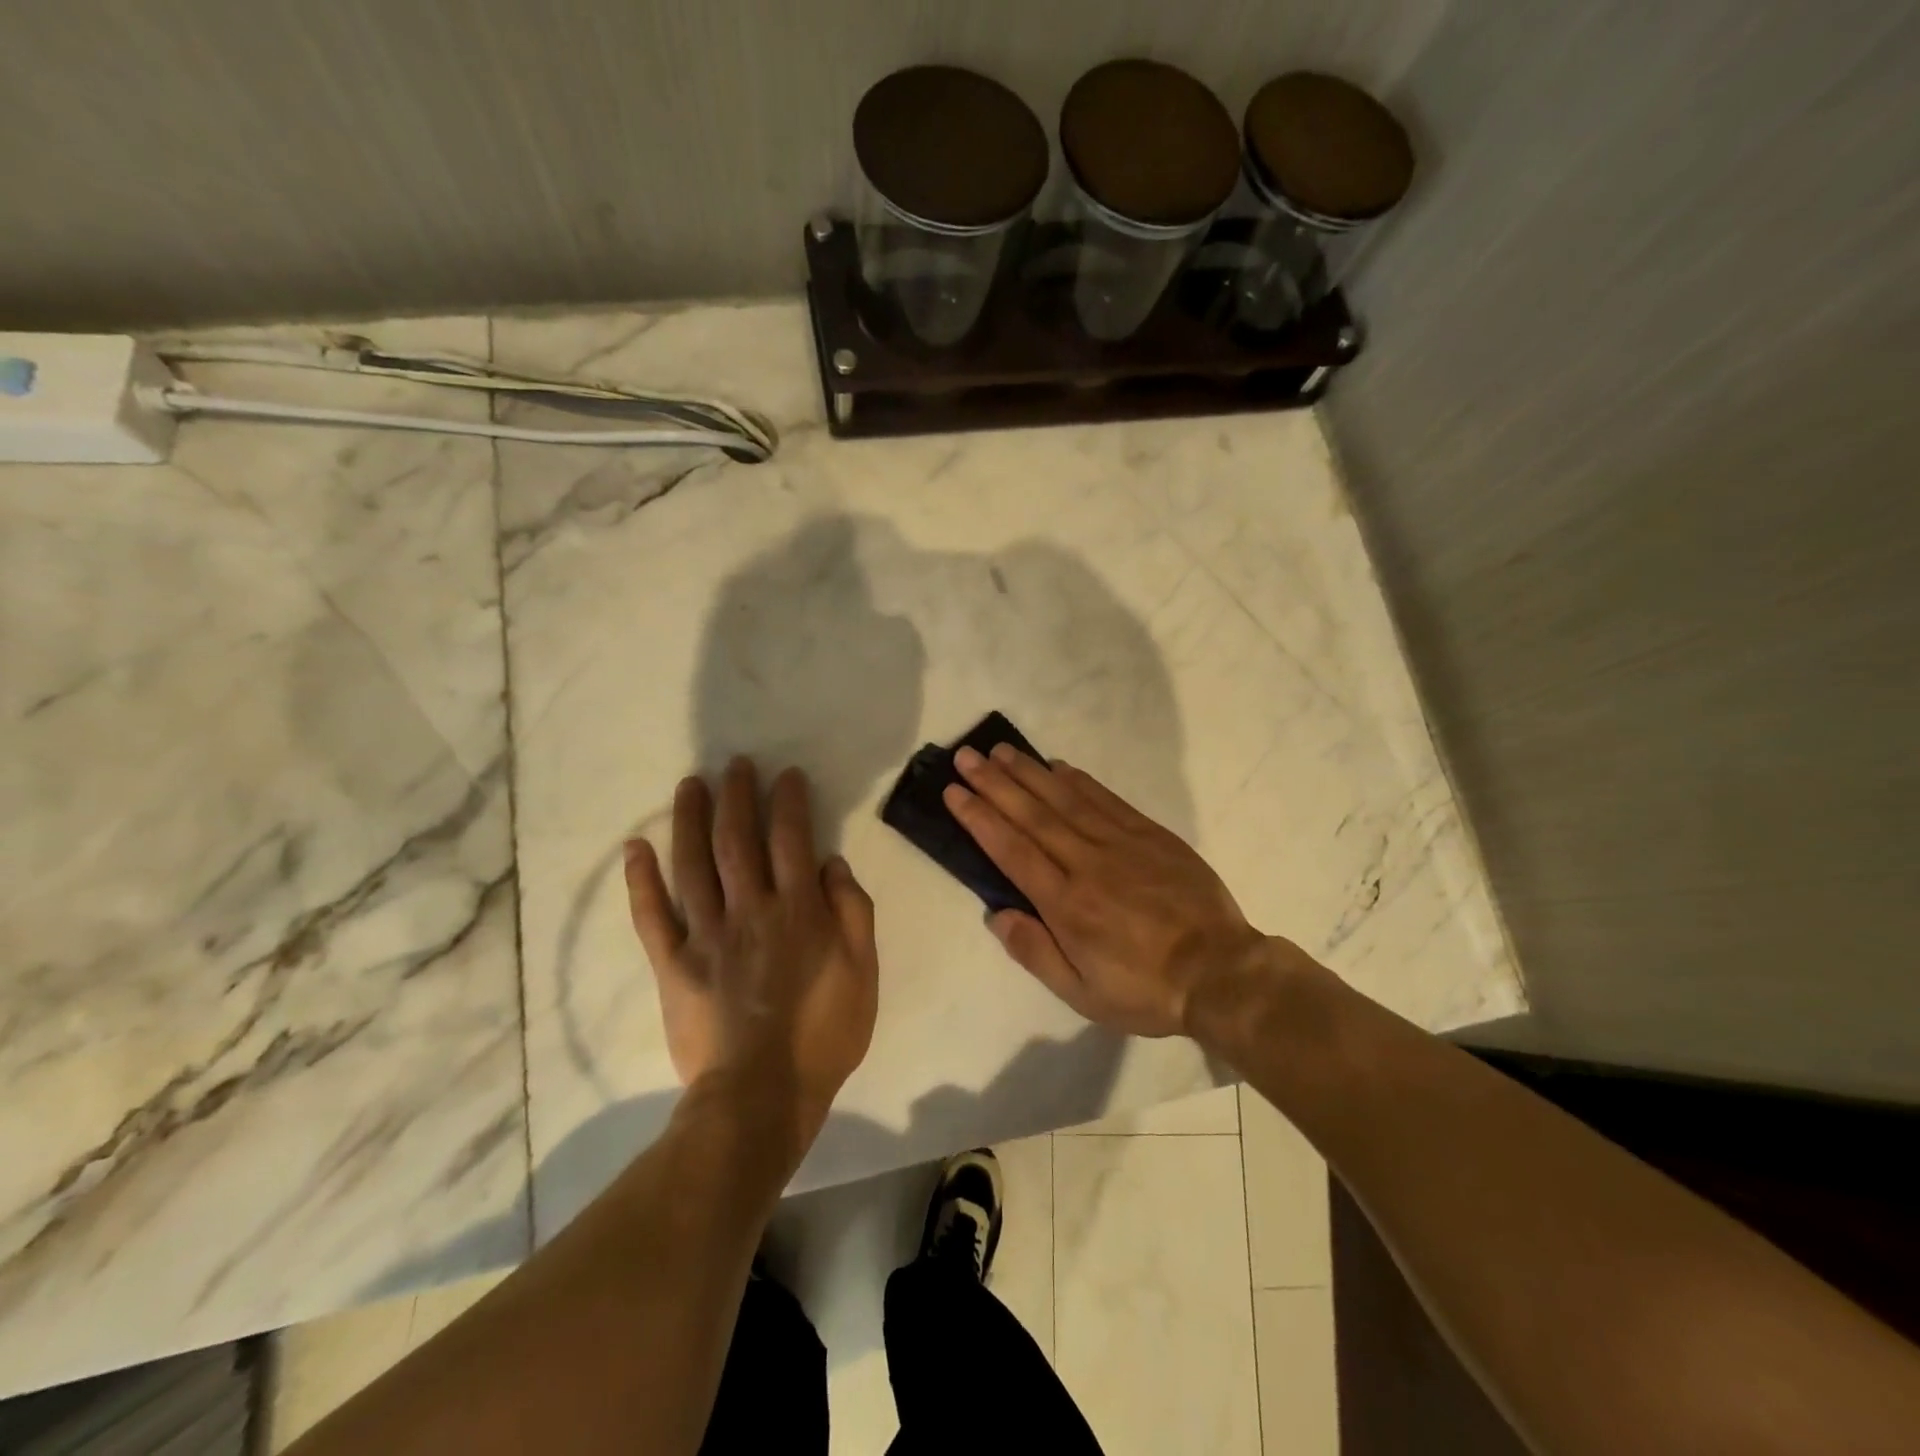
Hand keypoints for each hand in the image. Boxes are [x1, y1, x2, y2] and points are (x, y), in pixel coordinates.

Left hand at [624, 759, 878, 1157]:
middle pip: (738, 840)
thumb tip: (832, 864)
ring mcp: (706, 935)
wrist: (762, 1095)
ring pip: (693, 865)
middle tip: (734, 764)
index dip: (788, 801)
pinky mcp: (673, 965)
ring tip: (690, 785)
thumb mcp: (864, 972)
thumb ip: (853, 912)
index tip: (784, 774)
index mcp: (798, 911)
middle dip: (737, 796)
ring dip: (690, 820)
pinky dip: (641, 881)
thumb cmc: (824, 1034)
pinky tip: (635, 849)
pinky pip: (652, 917)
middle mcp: (750, 910)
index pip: (792, 839)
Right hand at [943, 744, 1267, 1036]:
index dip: (979, 817)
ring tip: (1001, 750)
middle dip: (995, 783)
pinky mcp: (1150, 835)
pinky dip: (1079, 780)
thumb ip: (1035, 952)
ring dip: (1030, 772)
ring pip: (1065, 799)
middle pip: (1032, 815)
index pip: (1012, 850)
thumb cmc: (1145, 989)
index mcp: (1066, 904)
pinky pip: (1107, 799)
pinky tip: (1059, 766)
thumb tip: (996, 914)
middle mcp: (1087, 864)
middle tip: (966, 756)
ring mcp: (1121, 843)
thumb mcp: (1082, 993)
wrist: (1221, 972)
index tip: (954, 791)